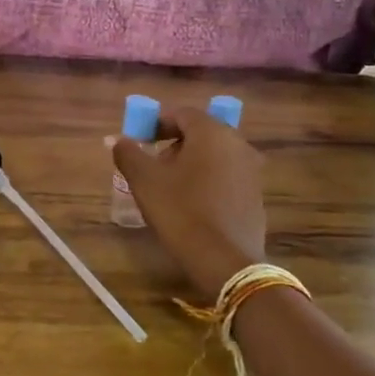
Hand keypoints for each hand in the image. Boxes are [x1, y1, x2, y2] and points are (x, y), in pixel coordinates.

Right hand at [113, 106, 266, 301]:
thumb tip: (118, 140)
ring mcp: (251, 170)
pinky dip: (208, 181)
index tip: (140, 141)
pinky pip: (227, 176)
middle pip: (200, 133)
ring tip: (170, 187)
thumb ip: (128, 153)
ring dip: (191, 163)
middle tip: (153, 165)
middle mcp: (237, 144)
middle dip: (174, 144)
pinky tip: (193, 205)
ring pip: (215, 155)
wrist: (225, 261)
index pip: (182, 114)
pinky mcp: (256, 196)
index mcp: (212, 132)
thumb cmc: (181, 211)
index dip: (157, 123)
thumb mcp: (144, 180)